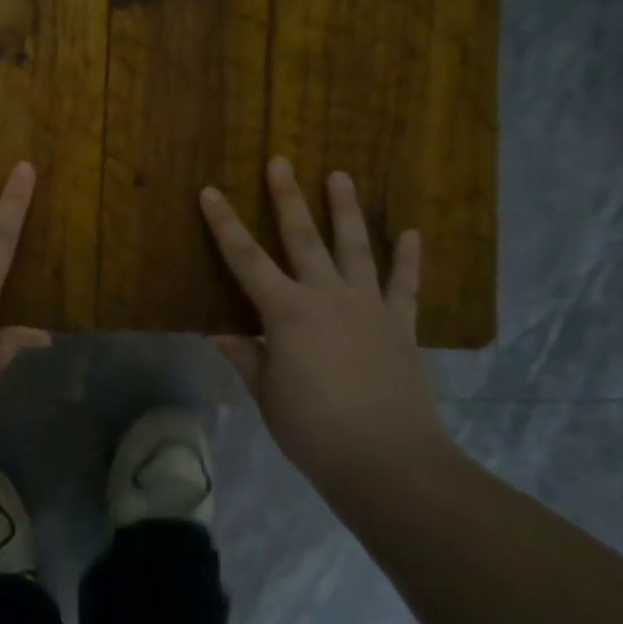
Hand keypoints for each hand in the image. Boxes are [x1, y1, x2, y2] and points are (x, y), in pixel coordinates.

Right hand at [200, 157, 449, 482]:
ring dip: (346, 210)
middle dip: (288, 197)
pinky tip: (412, 233)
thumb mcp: (266, 394)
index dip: (225, 224)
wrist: (387, 461)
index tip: (211, 192)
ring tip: (340, 175)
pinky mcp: (400, 325)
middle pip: (303, 237)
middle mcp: (326, 296)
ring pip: (355, 247)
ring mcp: (368, 307)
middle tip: (281, 161)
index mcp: (286, 312)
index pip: (245, 259)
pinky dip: (409, 259)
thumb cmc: (313, 429)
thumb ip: (244, 356)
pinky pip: (406, 285)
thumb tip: (217, 333)